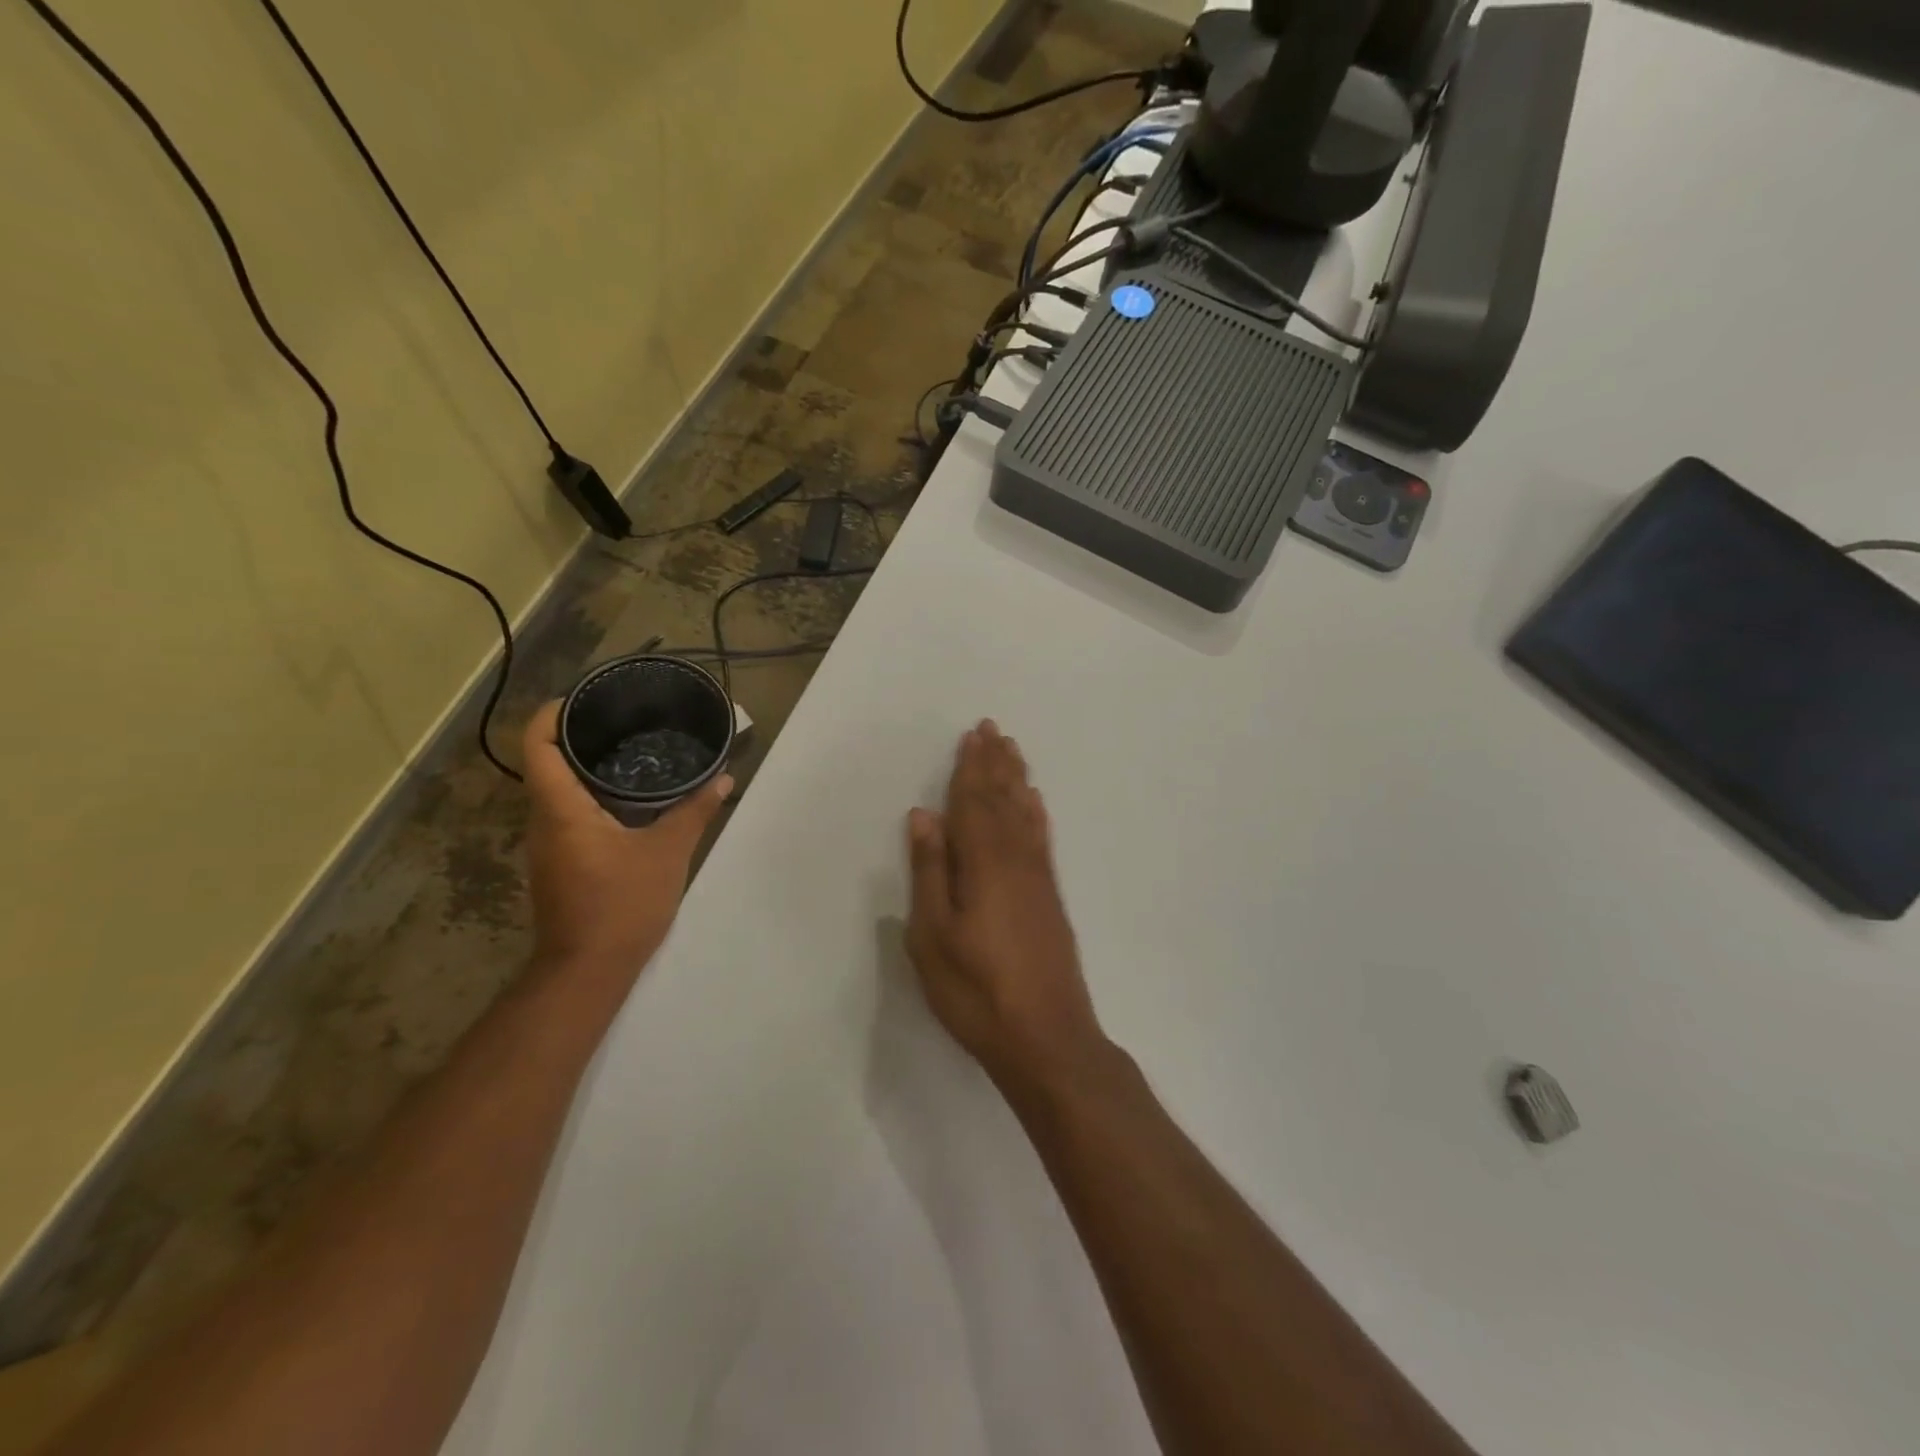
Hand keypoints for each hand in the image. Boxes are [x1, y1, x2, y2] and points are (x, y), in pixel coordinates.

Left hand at [521, 701, 731, 1001]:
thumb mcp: (668, 853)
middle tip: (622, 720)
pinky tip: (627, 800)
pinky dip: (590, 796)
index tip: (583, 698)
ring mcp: (547, 845)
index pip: (538, 746)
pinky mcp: (558, 864)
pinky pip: (567, 814)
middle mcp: (543, 822)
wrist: (588, 971)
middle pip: (546, 764)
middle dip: (577, 736)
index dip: (551, 714)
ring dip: (584, 768)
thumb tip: (723, 780)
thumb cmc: (622, 905)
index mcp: (561, 809)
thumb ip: (694, 811)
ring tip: (629, 752)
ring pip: (557, 791)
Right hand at [905, 720, 1108, 1100]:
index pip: (973, 803)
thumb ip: (930, 871)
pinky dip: (1036, 814)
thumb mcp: (933, 936)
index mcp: (983, 864)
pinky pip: (1042, 839)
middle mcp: (1015, 860)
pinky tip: (1035, 803)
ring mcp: (1038, 878)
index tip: (972, 736)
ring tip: (1013, 751)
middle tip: (994, 729)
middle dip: (995, 764)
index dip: (970, 768)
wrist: (1046, 1037)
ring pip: (1025, 814)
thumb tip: (925, 816)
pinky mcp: (1050, 897)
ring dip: (1017, 780)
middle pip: (1002, 800)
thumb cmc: (976, 990)